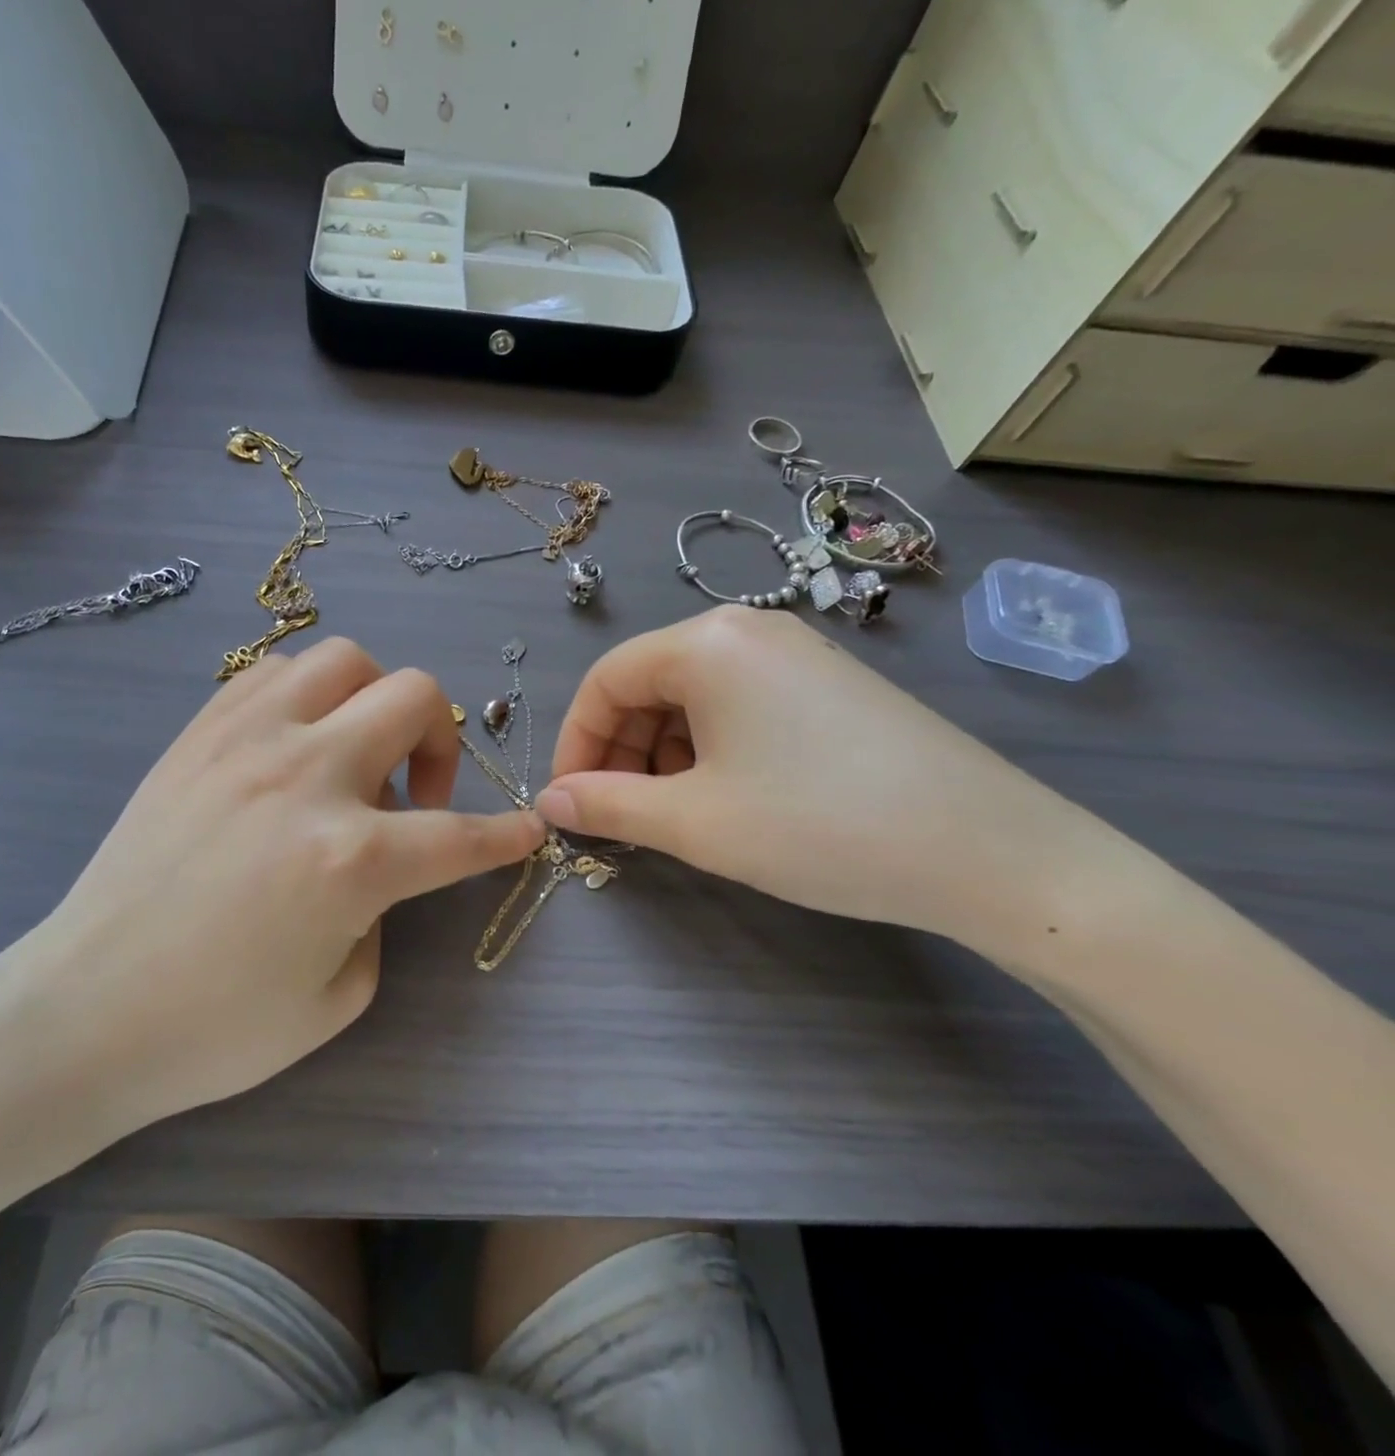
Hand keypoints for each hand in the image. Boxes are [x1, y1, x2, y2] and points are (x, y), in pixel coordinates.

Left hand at [0, 638, 543, 1136]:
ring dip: (374, 701)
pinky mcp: (199, 733)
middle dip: (443, 742)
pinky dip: (309, 694)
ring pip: (346, 661)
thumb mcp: (340, 995)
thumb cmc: (216, 1028)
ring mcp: (247, 741)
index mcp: (351, 858)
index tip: (525, 829)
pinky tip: (297, 742)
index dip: (506, 835)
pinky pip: (275, 672)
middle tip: (419, 793)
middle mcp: (308, 776)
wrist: (84, 1010)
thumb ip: (382, 912)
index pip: (461, 834)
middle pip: (415, 698)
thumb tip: (378, 862)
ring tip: (355, 754)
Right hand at [535, 607, 1092, 948]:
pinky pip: (738, 705)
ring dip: (662, 753)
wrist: (992, 853)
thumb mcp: (694, 822)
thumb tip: (550, 800)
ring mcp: (796, 654)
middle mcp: (748, 630)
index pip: (605, 680)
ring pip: (692, 697)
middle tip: (621, 815)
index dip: (575, 742)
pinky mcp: (829, 685)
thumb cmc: (820, 826)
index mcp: (706, 643)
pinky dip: (709, 748)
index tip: (570, 802)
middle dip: (620, 750)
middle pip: (647, 684)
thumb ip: (607, 805)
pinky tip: (727, 796)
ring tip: (675, 813)